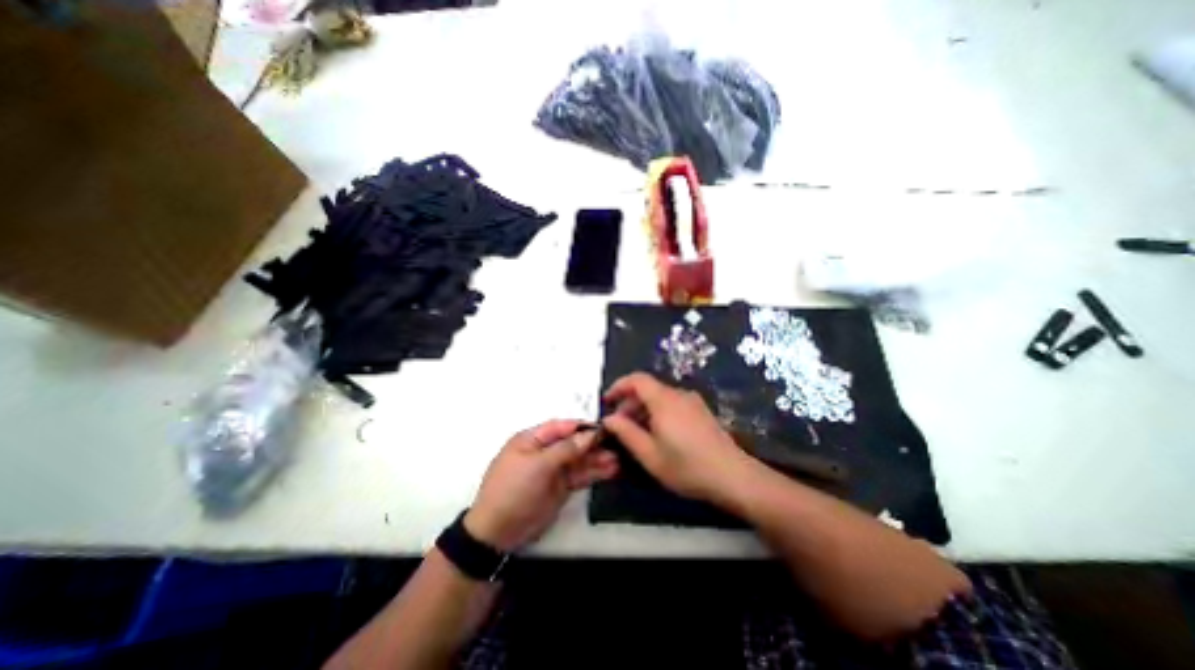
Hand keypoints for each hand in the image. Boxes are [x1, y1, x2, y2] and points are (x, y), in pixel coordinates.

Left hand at [463, 421, 620, 551]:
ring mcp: (553, 470)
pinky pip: (580, 476)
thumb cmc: (514, 489)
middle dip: (593, 444)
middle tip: (617, 445)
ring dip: (597, 459)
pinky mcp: (560, 488)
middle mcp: (544, 452)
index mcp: (532, 439)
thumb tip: (589, 434)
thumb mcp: (539, 465)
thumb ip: (566, 449)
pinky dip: (594, 473)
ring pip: (579, 460)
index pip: (561, 427)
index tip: (604, 428)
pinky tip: (610, 471)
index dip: (582, 427)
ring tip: (618, 460)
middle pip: (573, 443)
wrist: (499, 532)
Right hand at [602, 375, 748, 505]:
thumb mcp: (649, 454)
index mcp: (664, 400)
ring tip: (637, 433)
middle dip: (630, 403)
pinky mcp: (701, 412)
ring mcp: (693, 402)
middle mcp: (679, 394)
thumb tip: (609, 418)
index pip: (637, 379)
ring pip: (660, 397)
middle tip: (619, 425)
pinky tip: (659, 435)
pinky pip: (673, 404)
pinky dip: (658, 413)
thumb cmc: (687, 467)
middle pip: (648, 388)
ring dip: (644, 409)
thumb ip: (626, 433)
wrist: (733, 476)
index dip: (619, 386)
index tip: (607, 401)